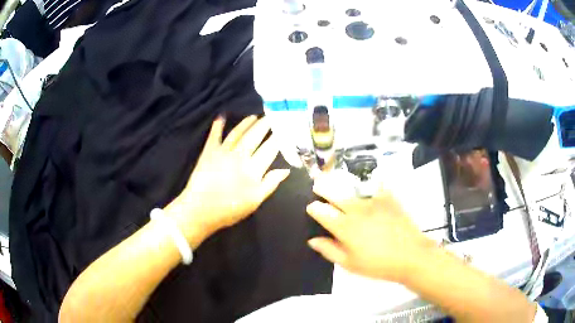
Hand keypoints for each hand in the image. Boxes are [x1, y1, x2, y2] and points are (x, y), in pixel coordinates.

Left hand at [165, 115, 289, 246]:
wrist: (199, 210)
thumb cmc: (229, 209)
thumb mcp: (255, 201)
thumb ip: (270, 184)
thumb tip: (286, 170)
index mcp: (253, 169)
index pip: (269, 149)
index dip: (277, 138)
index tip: (284, 130)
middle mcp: (239, 156)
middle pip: (254, 136)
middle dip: (264, 125)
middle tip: (271, 117)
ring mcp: (223, 152)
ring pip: (238, 133)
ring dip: (246, 123)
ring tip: (254, 116)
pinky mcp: (209, 152)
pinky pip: (215, 135)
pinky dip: (218, 125)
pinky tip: (221, 116)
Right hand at [306, 172, 435, 282]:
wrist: (410, 256)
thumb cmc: (378, 264)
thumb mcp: (349, 264)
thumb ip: (329, 250)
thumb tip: (312, 240)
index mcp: (345, 227)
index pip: (322, 211)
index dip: (314, 208)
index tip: (311, 207)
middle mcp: (356, 209)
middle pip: (334, 193)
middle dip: (322, 188)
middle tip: (317, 185)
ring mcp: (373, 201)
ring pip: (351, 187)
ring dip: (341, 185)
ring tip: (336, 181)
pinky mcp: (388, 198)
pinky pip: (375, 186)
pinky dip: (369, 184)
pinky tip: (368, 185)